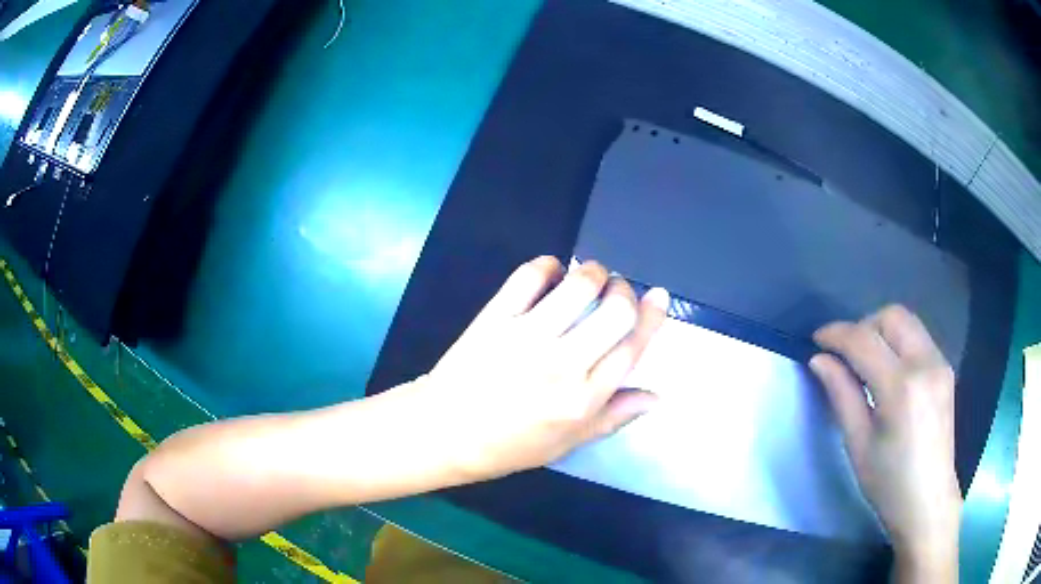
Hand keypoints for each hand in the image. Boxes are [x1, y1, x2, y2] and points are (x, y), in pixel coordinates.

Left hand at [403, 256, 668, 481]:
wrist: (445, 432)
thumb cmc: (509, 445)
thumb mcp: (568, 443)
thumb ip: (614, 417)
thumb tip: (656, 396)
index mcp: (584, 399)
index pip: (633, 347)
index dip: (653, 316)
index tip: (658, 296)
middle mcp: (562, 365)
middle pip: (615, 311)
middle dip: (625, 290)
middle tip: (617, 291)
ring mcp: (527, 337)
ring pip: (578, 286)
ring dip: (593, 272)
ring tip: (590, 277)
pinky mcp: (496, 318)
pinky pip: (529, 277)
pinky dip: (547, 266)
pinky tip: (550, 273)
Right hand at [811, 306, 960, 579]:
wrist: (928, 500)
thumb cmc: (888, 482)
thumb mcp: (858, 444)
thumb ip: (841, 395)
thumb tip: (819, 360)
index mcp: (902, 388)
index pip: (864, 340)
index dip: (836, 334)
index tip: (816, 340)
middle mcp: (925, 364)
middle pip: (891, 316)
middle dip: (862, 326)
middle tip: (845, 355)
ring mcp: (940, 363)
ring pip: (906, 322)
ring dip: (881, 331)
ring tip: (866, 363)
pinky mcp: (945, 368)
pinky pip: (918, 337)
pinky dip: (897, 342)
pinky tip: (889, 372)